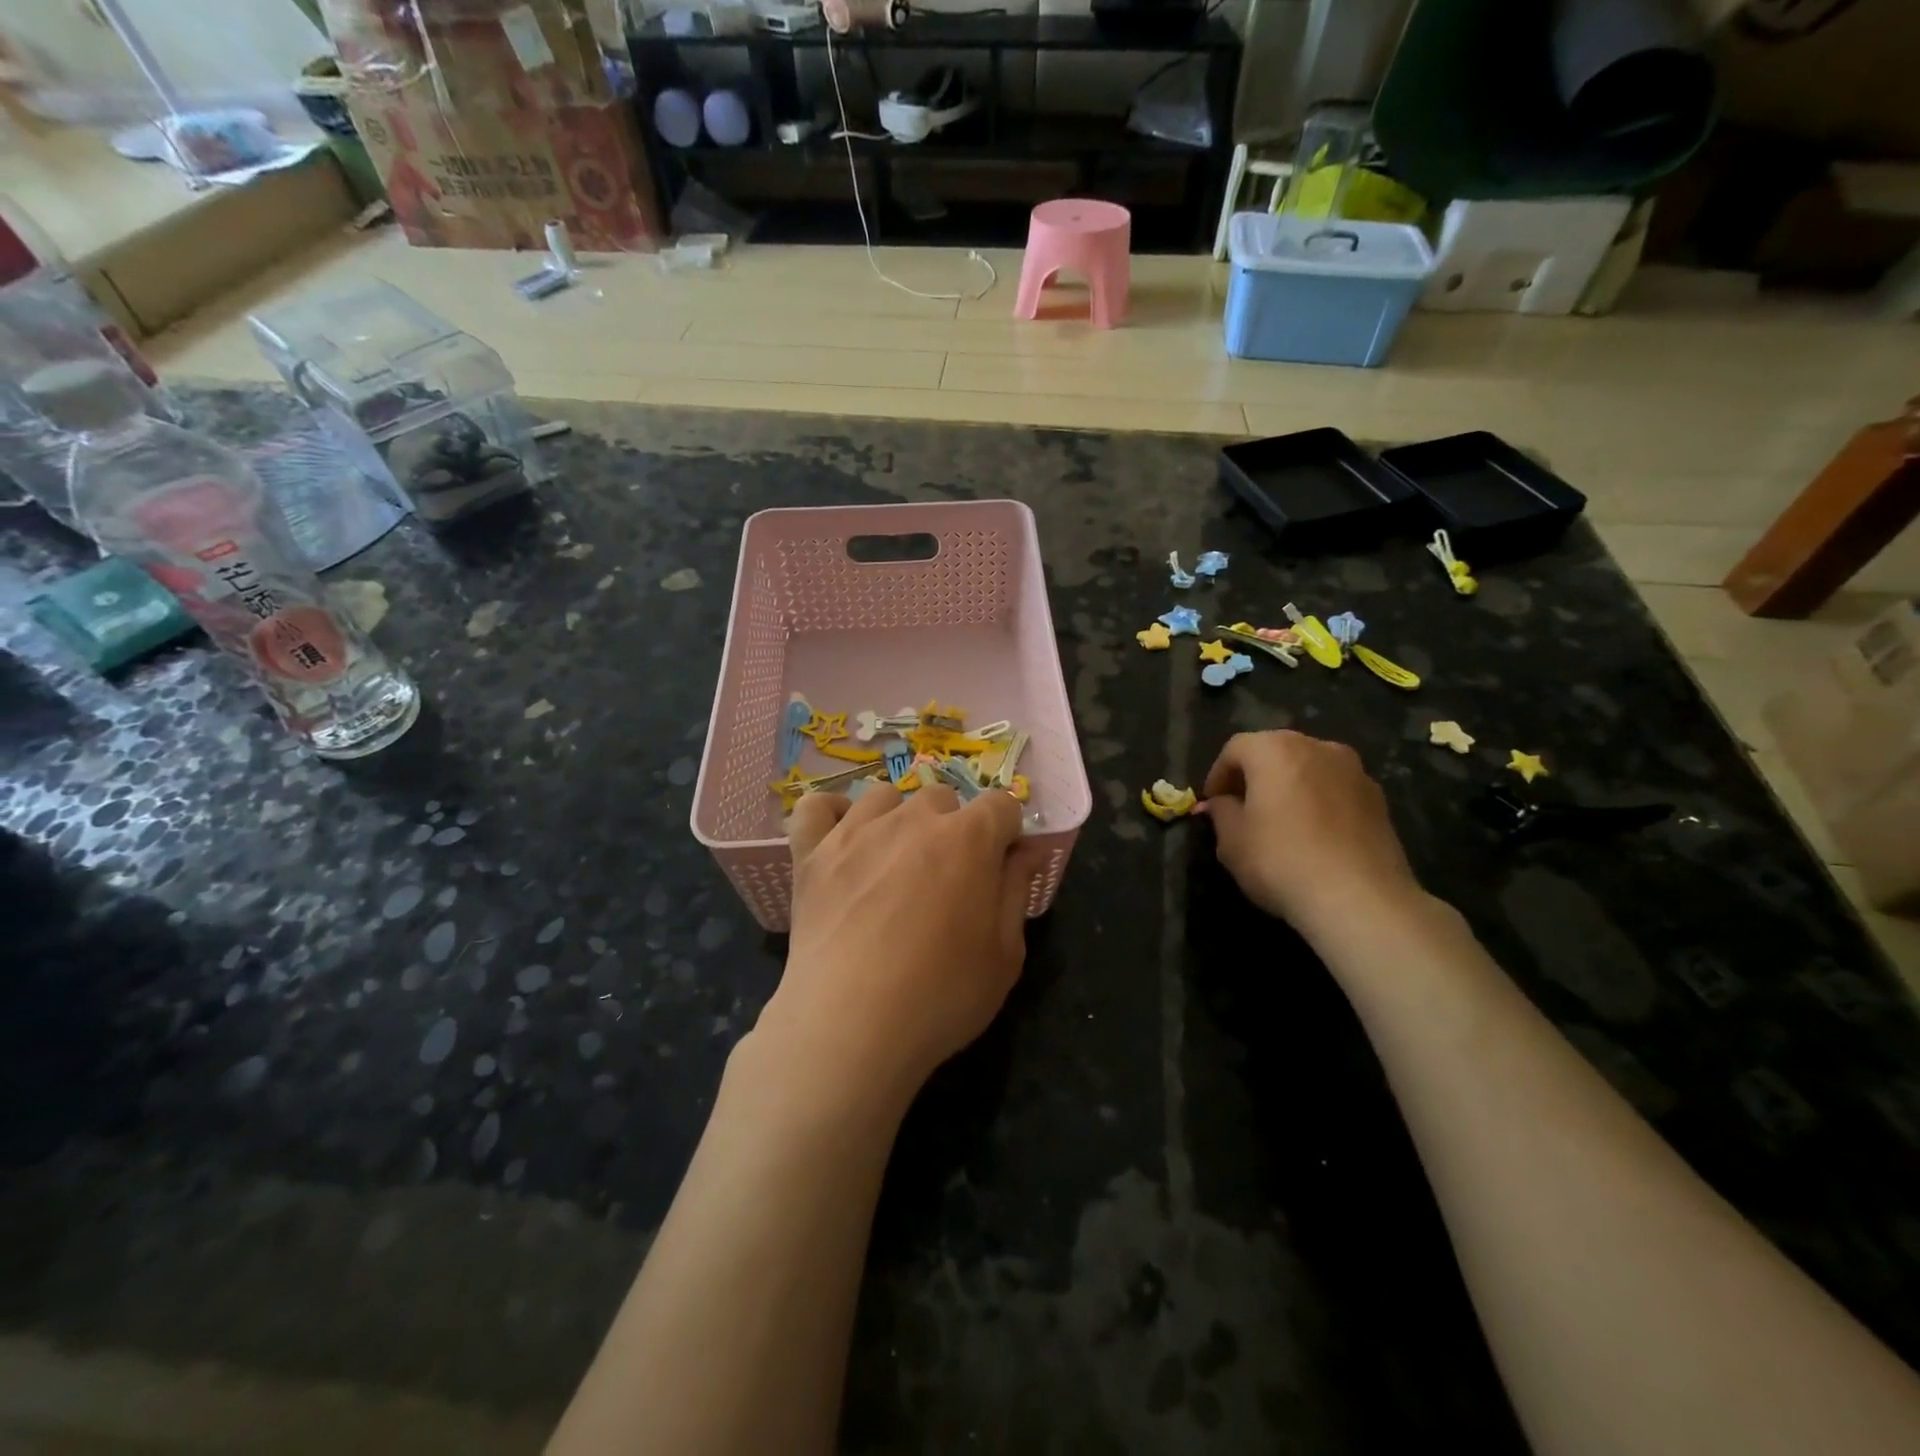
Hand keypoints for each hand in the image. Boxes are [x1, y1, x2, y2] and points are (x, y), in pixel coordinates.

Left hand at [760, 783, 1032, 1107]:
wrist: (850, 1024)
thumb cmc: (941, 995)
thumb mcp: (1005, 954)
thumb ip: (1017, 890)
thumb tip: (1025, 849)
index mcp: (968, 839)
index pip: (1001, 805)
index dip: (1006, 833)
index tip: (999, 868)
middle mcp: (913, 819)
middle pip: (943, 798)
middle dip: (953, 828)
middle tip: (945, 879)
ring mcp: (856, 831)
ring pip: (885, 797)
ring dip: (898, 819)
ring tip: (894, 862)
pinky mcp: (811, 852)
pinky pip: (816, 806)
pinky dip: (830, 814)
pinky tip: (840, 838)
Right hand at [1203, 730, 1421, 939]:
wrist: (1359, 899)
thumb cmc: (1281, 862)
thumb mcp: (1231, 841)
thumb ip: (1221, 812)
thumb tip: (1223, 803)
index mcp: (1275, 750)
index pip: (1235, 748)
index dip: (1218, 774)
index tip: (1212, 804)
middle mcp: (1317, 747)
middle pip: (1275, 751)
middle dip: (1254, 775)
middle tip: (1242, 808)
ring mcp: (1353, 770)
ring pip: (1308, 768)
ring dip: (1289, 785)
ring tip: (1280, 821)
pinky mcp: (1378, 798)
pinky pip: (1335, 789)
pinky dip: (1318, 801)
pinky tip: (1314, 834)